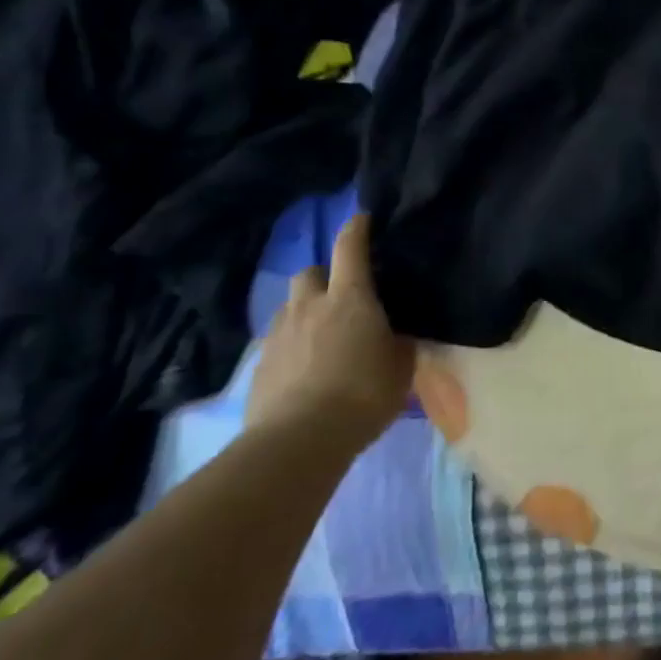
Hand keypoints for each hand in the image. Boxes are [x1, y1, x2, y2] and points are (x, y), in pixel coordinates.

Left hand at [247, 214, 414, 450]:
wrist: (299, 440)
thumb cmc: (363, 394)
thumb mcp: (401, 366)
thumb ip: (399, 341)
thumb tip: (399, 332)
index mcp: (350, 298)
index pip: (350, 248)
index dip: (356, 229)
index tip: (362, 219)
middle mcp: (310, 306)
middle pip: (309, 272)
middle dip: (323, 276)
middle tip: (341, 295)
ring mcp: (279, 335)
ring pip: (289, 306)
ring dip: (305, 310)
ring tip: (321, 334)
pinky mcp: (259, 365)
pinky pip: (277, 340)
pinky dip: (292, 344)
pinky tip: (304, 367)